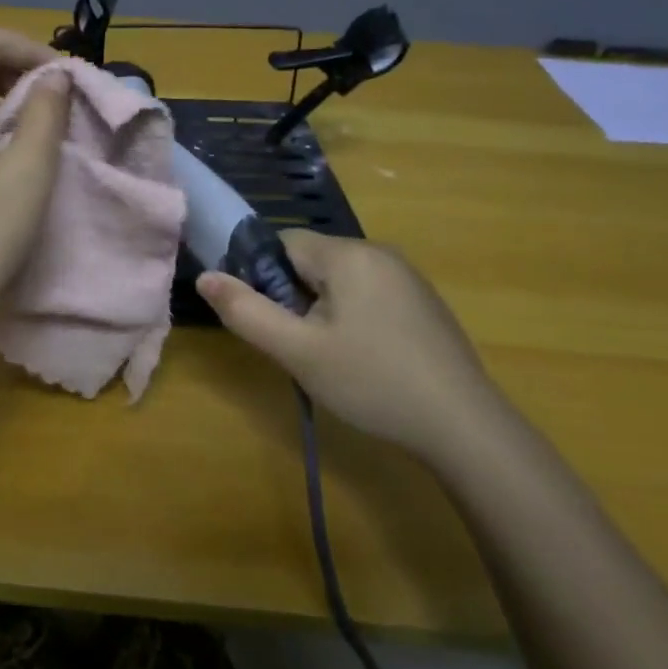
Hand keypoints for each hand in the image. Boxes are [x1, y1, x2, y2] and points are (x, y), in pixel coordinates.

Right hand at [196, 231, 512, 463]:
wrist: (463, 425)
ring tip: (330, 359)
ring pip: (341, 281)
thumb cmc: (372, 382)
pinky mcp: (423, 303)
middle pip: (312, 262)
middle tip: (299, 348)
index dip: (263, 277)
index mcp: (348, 255)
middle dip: (295, 298)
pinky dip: (353, 318)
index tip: (268, 321)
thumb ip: (246, 312)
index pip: (283, 243)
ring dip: (322, 311)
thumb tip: (205, 277)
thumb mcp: (298, 351)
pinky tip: (364, 360)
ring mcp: (408, 277)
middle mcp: (380, 253)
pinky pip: (369, 295)